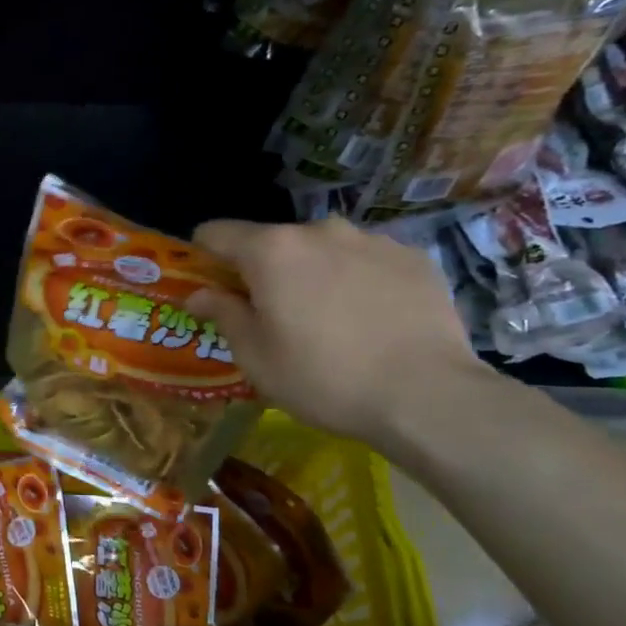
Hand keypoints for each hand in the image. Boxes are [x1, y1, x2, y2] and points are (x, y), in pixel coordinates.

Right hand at [187, 218, 490, 447]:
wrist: (427, 395)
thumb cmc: (323, 378)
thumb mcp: (256, 357)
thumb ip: (223, 314)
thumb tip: (198, 294)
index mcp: (272, 251)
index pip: (216, 233)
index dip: (203, 257)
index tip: (209, 288)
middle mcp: (319, 230)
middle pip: (273, 242)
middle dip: (264, 271)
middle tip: (274, 317)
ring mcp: (372, 240)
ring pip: (323, 250)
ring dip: (313, 274)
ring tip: (330, 320)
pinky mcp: (413, 257)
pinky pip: (367, 261)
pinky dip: (357, 281)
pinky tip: (372, 321)